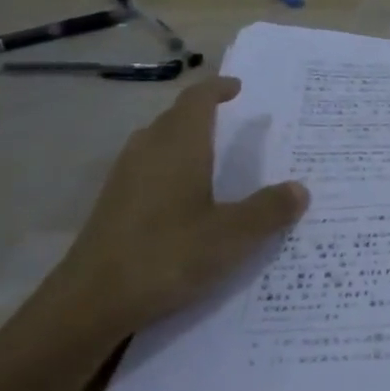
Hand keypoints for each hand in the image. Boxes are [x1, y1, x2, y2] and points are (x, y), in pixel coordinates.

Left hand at [46, 76, 308, 338]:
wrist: (90, 302)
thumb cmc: (167, 256)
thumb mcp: (232, 237)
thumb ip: (268, 210)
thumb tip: (299, 189)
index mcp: (178, 146)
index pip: (197, 100)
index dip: (217, 89)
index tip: (238, 88)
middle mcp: (147, 152)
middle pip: (175, 119)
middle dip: (203, 115)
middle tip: (235, 126)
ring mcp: (124, 179)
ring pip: (157, 145)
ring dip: (184, 144)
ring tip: (214, 161)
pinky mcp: (112, 206)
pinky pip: (147, 172)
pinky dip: (170, 172)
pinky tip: (185, 203)